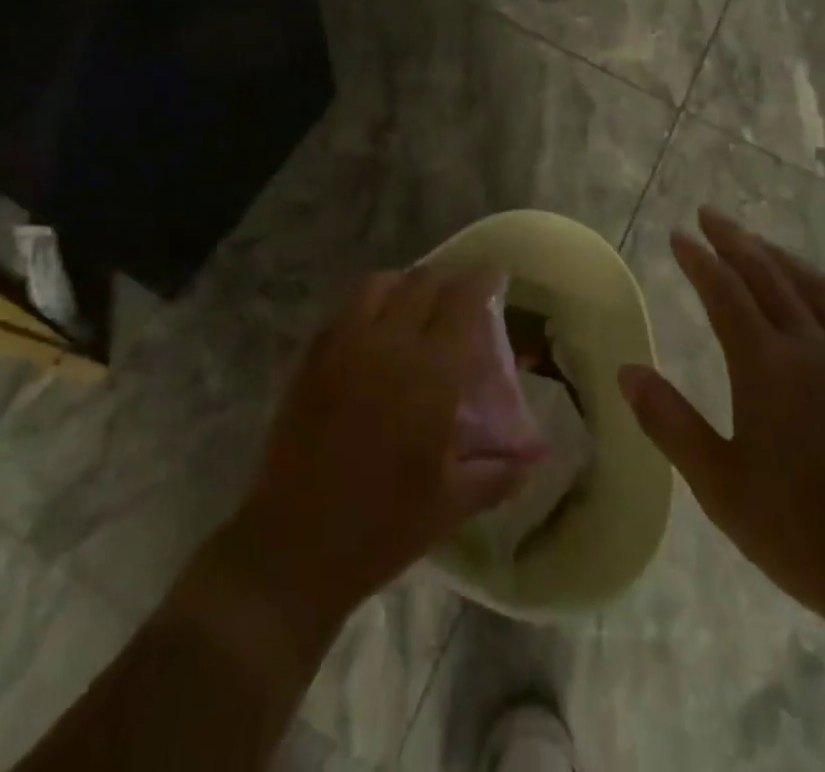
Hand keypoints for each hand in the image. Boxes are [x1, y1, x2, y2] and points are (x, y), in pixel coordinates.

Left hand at [233, 265, 528, 621]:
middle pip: (422, 281)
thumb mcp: (452, 504)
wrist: (292, 547)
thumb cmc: (382, 527)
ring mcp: (342, 345)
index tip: (493, 277)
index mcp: (430, 374)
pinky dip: (369, 304)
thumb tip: (532, 458)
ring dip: (405, 284)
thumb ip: (498, 472)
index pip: (462, 301)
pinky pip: (345, 309)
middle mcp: (387, 344)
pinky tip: (375, 332)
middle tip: (459, 298)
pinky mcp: (310, 357)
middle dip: (447, 280)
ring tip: (416, 306)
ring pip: (379, 284)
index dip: (481, 280)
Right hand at [619, 207, 824, 635]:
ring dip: (777, 256)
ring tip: (755, 242)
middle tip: (709, 214)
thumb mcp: (719, 484)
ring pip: (810, 286)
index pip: (725, 293)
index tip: (678, 235)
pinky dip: (817, 287)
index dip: (699, 260)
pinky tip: (814, 296)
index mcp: (767, 366)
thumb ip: (669, 422)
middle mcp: (811, 347)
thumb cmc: (801, 531)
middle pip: (768, 274)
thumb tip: (626, 371)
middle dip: (734, 240)